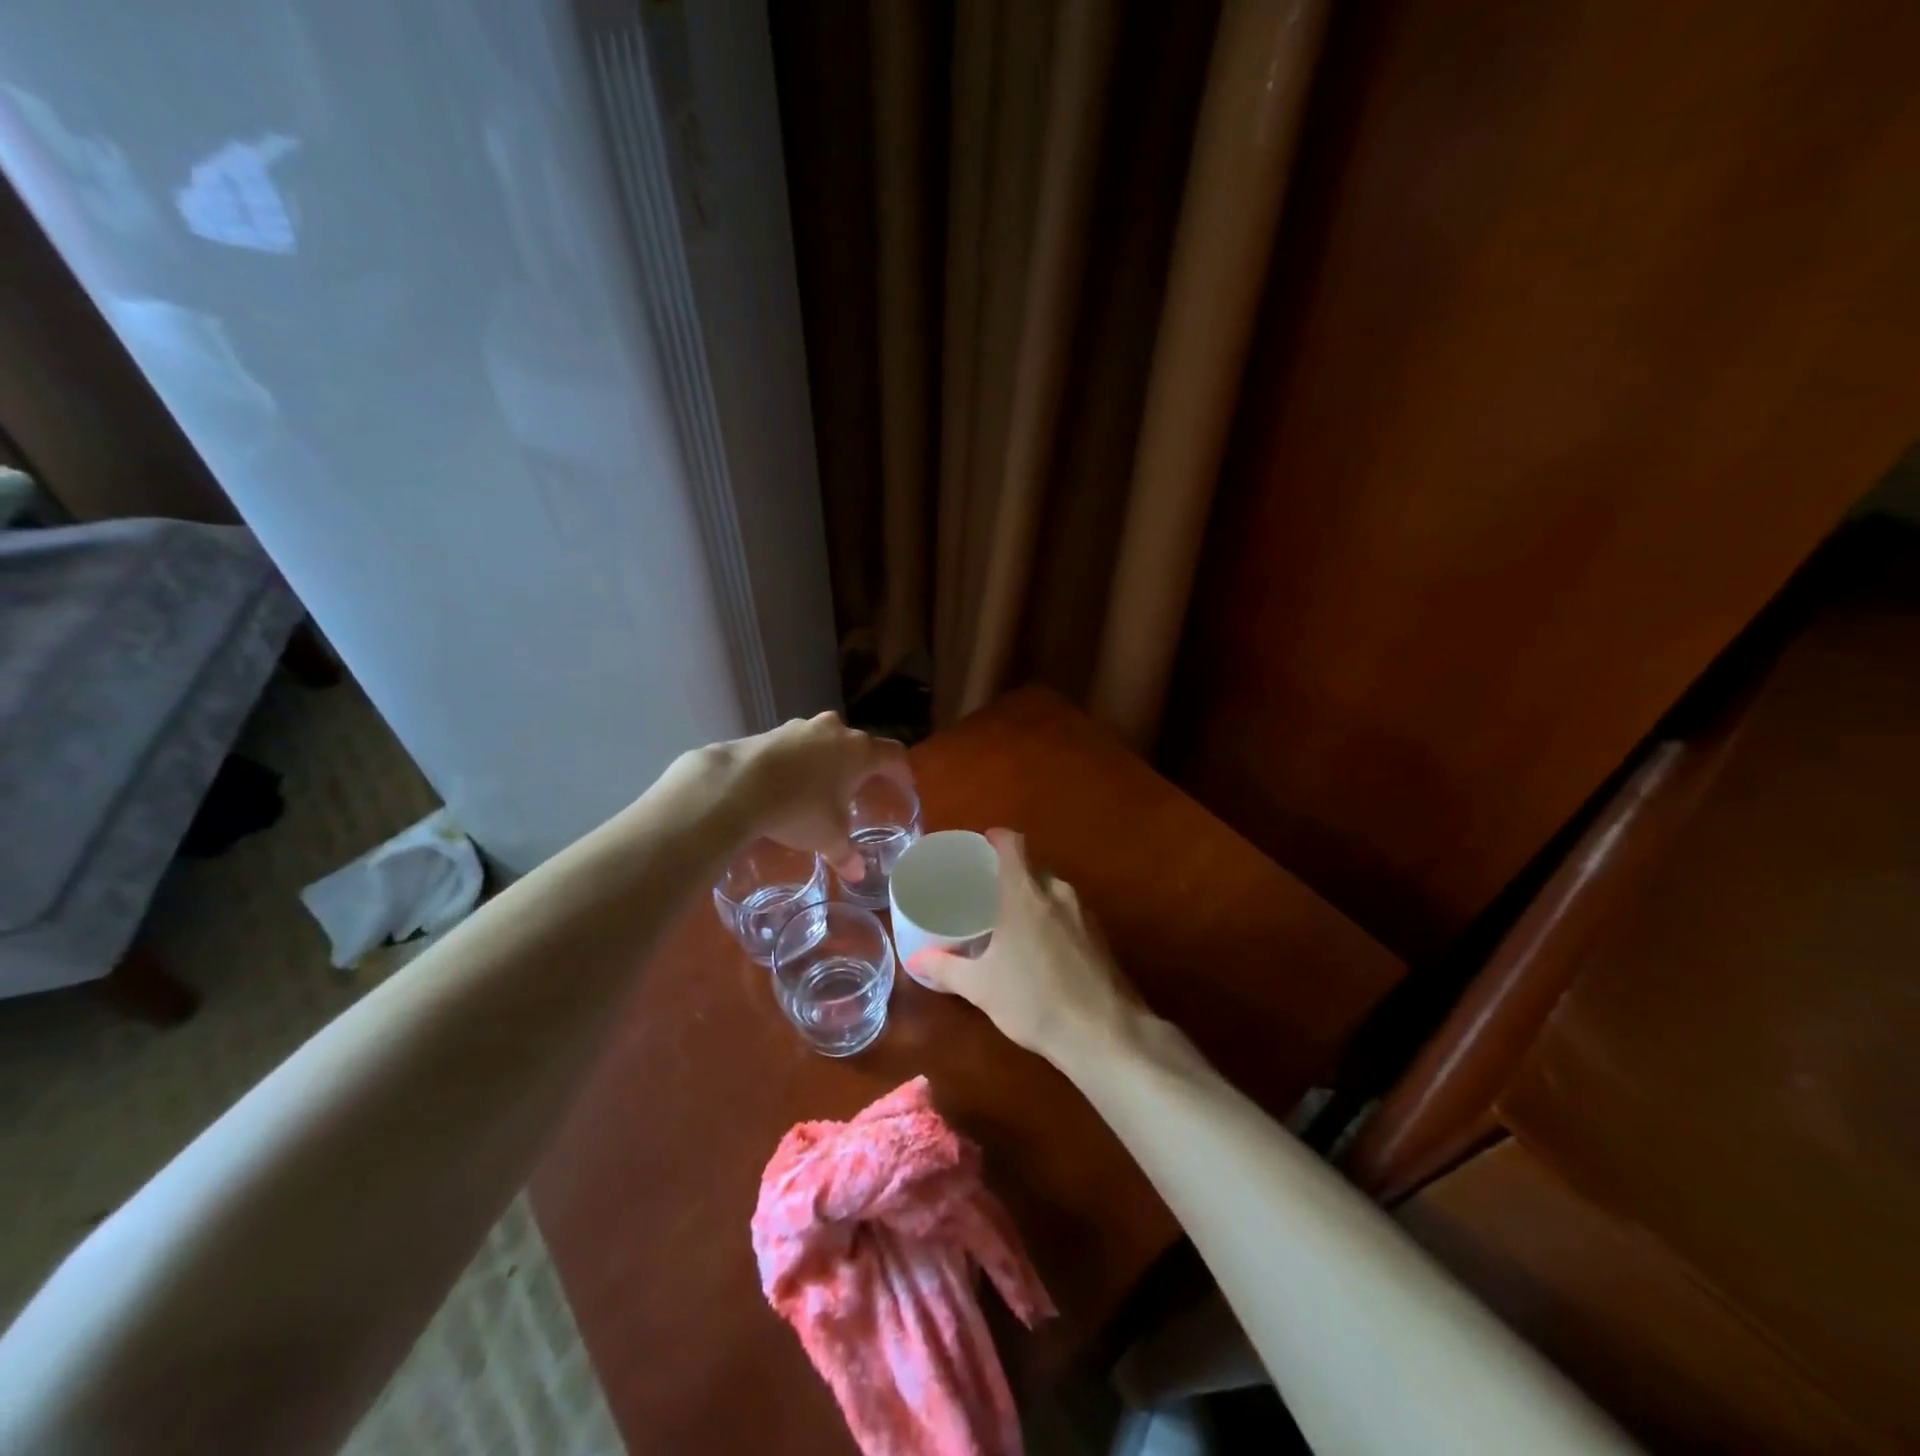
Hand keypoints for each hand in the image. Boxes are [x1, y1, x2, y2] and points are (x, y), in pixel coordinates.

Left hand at [698, 711, 911, 877]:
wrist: (737, 785)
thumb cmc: (799, 808)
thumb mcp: (827, 836)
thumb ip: (845, 853)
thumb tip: (857, 874)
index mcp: (860, 752)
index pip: (894, 755)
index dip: (902, 771)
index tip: (904, 786)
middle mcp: (836, 731)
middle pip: (860, 744)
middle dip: (863, 765)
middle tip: (861, 788)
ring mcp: (803, 727)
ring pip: (827, 740)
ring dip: (831, 759)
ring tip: (824, 785)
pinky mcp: (773, 730)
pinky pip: (798, 744)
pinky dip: (801, 760)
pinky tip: (790, 782)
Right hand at [909, 829, 1140, 1070]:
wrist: (1104, 1034)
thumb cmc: (1034, 1000)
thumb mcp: (981, 987)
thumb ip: (946, 969)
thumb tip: (916, 960)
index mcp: (1026, 894)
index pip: (1014, 845)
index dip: (998, 838)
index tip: (982, 844)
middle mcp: (1058, 894)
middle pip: (1034, 866)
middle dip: (1012, 871)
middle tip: (987, 888)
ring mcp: (1085, 914)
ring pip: (1054, 890)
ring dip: (1034, 895)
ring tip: (1011, 917)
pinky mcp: (1101, 937)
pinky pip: (1070, 912)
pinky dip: (1052, 917)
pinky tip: (1041, 946)